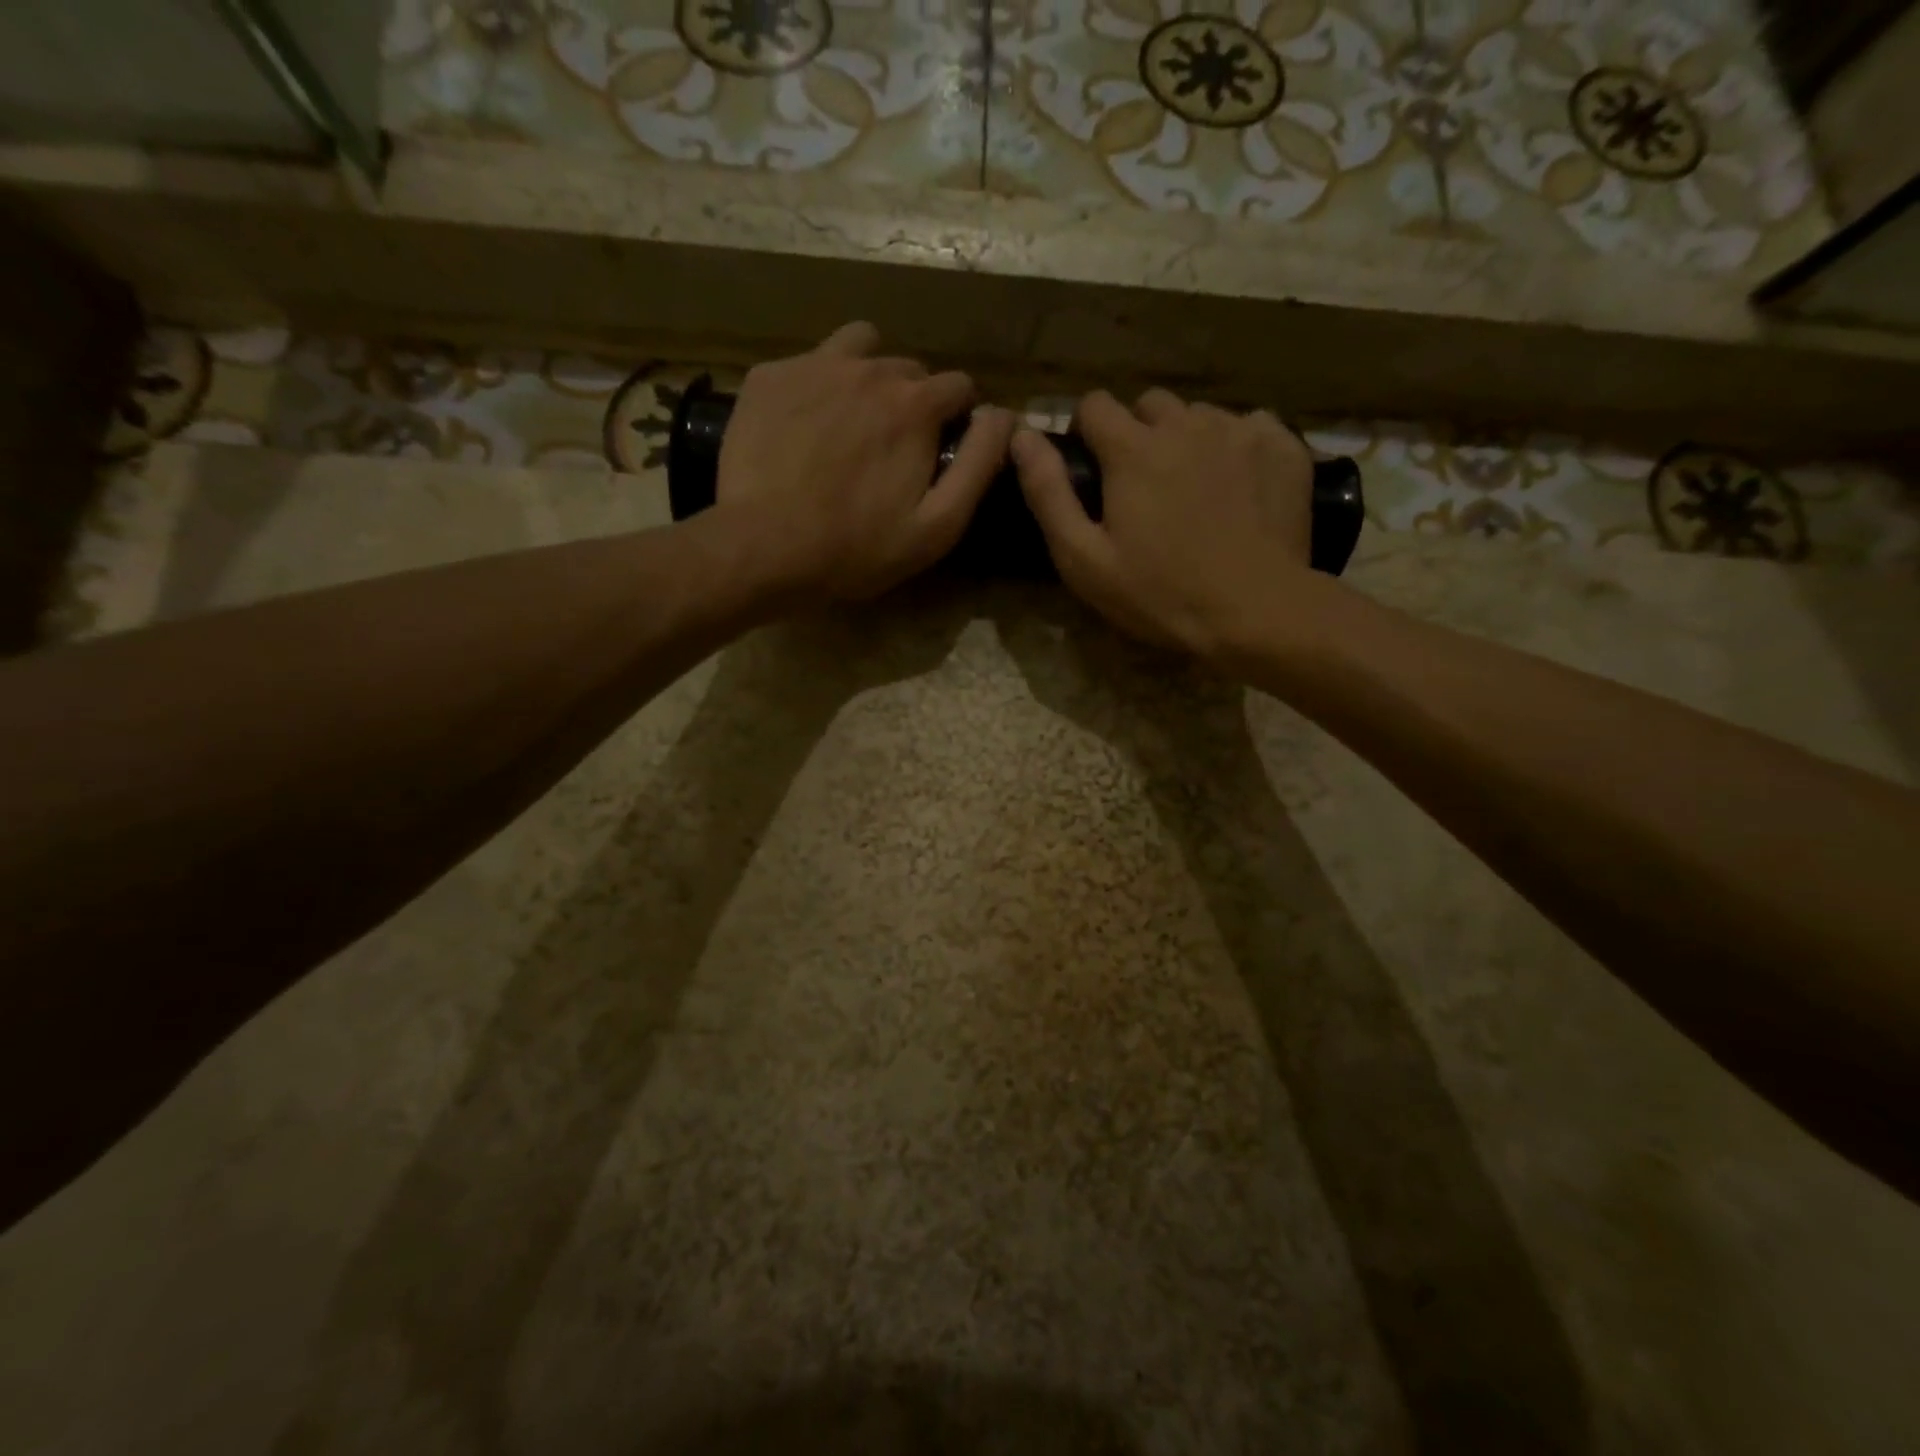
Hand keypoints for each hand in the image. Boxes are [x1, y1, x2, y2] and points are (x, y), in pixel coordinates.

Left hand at [716, 322, 1014, 600]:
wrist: (762, 548)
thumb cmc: (856, 548)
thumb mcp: (937, 525)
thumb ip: (979, 465)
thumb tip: (1006, 416)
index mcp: (915, 404)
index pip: (960, 386)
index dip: (959, 418)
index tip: (943, 449)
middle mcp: (869, 369)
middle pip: (909, 370)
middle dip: (913, 401)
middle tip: (893, 448)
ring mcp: (813, 365)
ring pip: (860, 348)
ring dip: (869, 375)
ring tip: (853, 420)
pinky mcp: (769, 375)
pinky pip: (808, 363)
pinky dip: (817, 386)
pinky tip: (804, 427)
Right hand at [1010, 388, 1319, 658]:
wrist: (1256, 611)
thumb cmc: (1160, 594)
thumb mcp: (1085, 559)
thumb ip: (1048, 494)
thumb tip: (1022, 435)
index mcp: (1133, 449)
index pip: (1095, 405)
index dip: (1087, 433)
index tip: (1093, 468)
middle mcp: (1185, 424)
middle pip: (1150, 404)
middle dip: (1138, 434)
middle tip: (1144, 487)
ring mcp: (1239, 431)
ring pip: (1199, 415)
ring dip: (1187, 441)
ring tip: (1194, 490)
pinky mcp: (1282, 446)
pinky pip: (1249, 426)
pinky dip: (1236, 448)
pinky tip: (1238, 489)